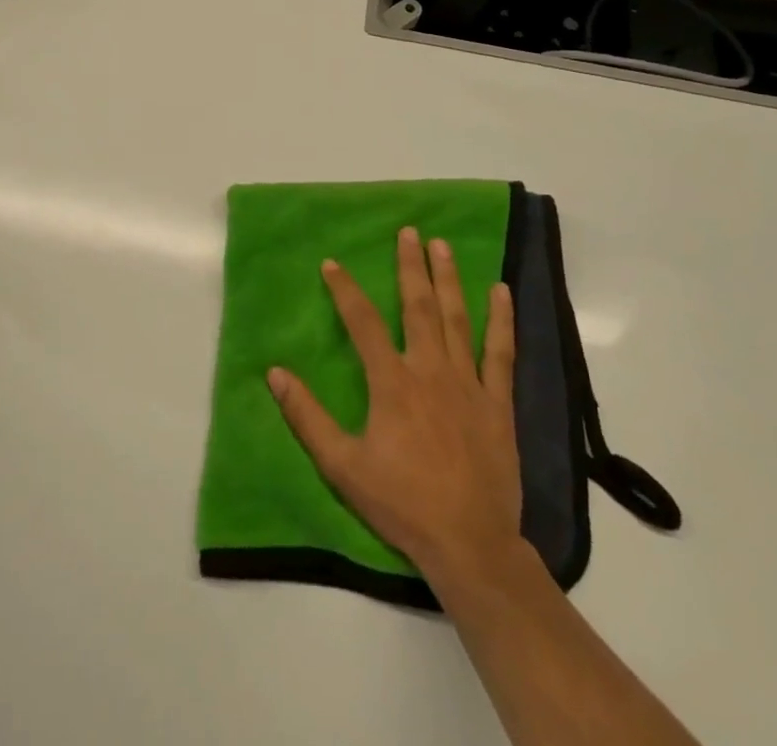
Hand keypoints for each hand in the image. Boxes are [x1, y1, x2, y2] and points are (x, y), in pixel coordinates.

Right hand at [268, 228, 526, 591]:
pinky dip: (502, 320)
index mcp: (392, 382)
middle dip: (410, 266)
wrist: (470, 544)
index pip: (363, 323)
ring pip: (457, 319)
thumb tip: (274, 373)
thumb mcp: (341, 465)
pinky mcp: (498, 402)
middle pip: (418, 306)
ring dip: (448, 279)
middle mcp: (430, 370)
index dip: (345, 290)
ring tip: (443, 245)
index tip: (331, 263)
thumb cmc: (402, 503)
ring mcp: (468, 383)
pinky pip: (501, 352)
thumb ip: (307, 417)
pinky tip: (502, 292)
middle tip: (409, 231)